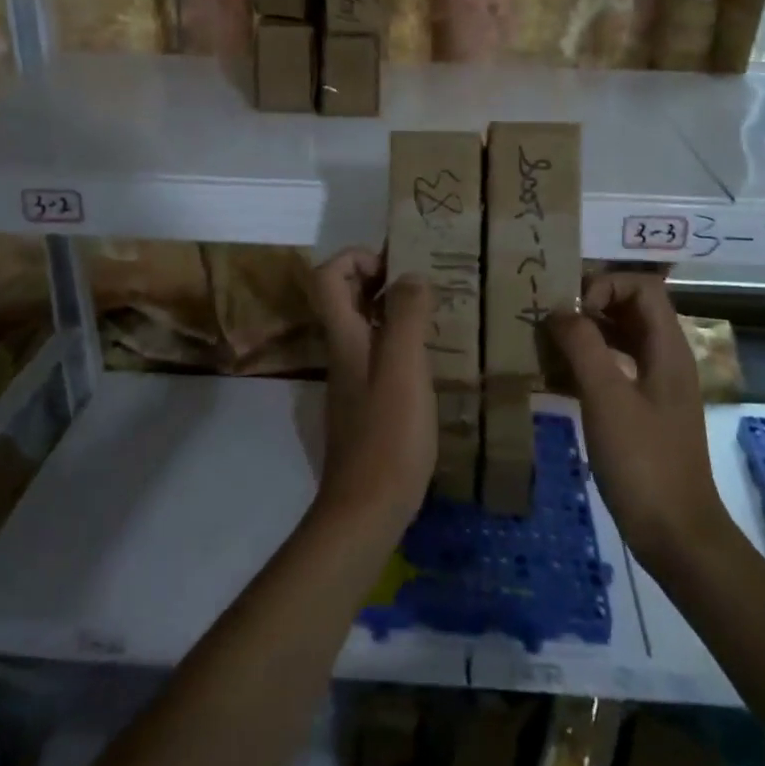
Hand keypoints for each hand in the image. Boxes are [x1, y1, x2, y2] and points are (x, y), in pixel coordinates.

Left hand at [310, 248, 436, 540]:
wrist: (368, 507)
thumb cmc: (388, 433)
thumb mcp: (403, 366)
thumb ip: (406, 315)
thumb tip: (410, 275)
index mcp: (344, 337)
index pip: (328, 277)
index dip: (355, 257)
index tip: (395, 264)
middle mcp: (343, 352)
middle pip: (346, 298)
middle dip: (380, 278)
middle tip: (424, 281)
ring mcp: (353, 380)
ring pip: (365, 326)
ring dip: (394, 310)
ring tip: (436, 311)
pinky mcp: (368, 404)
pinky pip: (380, 355)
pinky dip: (401, 342)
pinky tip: (433, 357)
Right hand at [548, 273, 732, 574]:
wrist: (676, 534)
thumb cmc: (643, 461)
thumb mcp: (607, 398)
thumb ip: (583, 346)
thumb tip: (560, 311)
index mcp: (667, 348)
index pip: (642, 287)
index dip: (606, 285)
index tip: (573, 310)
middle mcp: (665, 359)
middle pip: (630, 310)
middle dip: (589, 307)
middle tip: (548, 320)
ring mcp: (655, 387)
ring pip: (619, 341)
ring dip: (584, 336)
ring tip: (545, 345)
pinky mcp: (642, 412)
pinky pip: (613, 371)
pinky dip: (586, 366)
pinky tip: (554, 379)